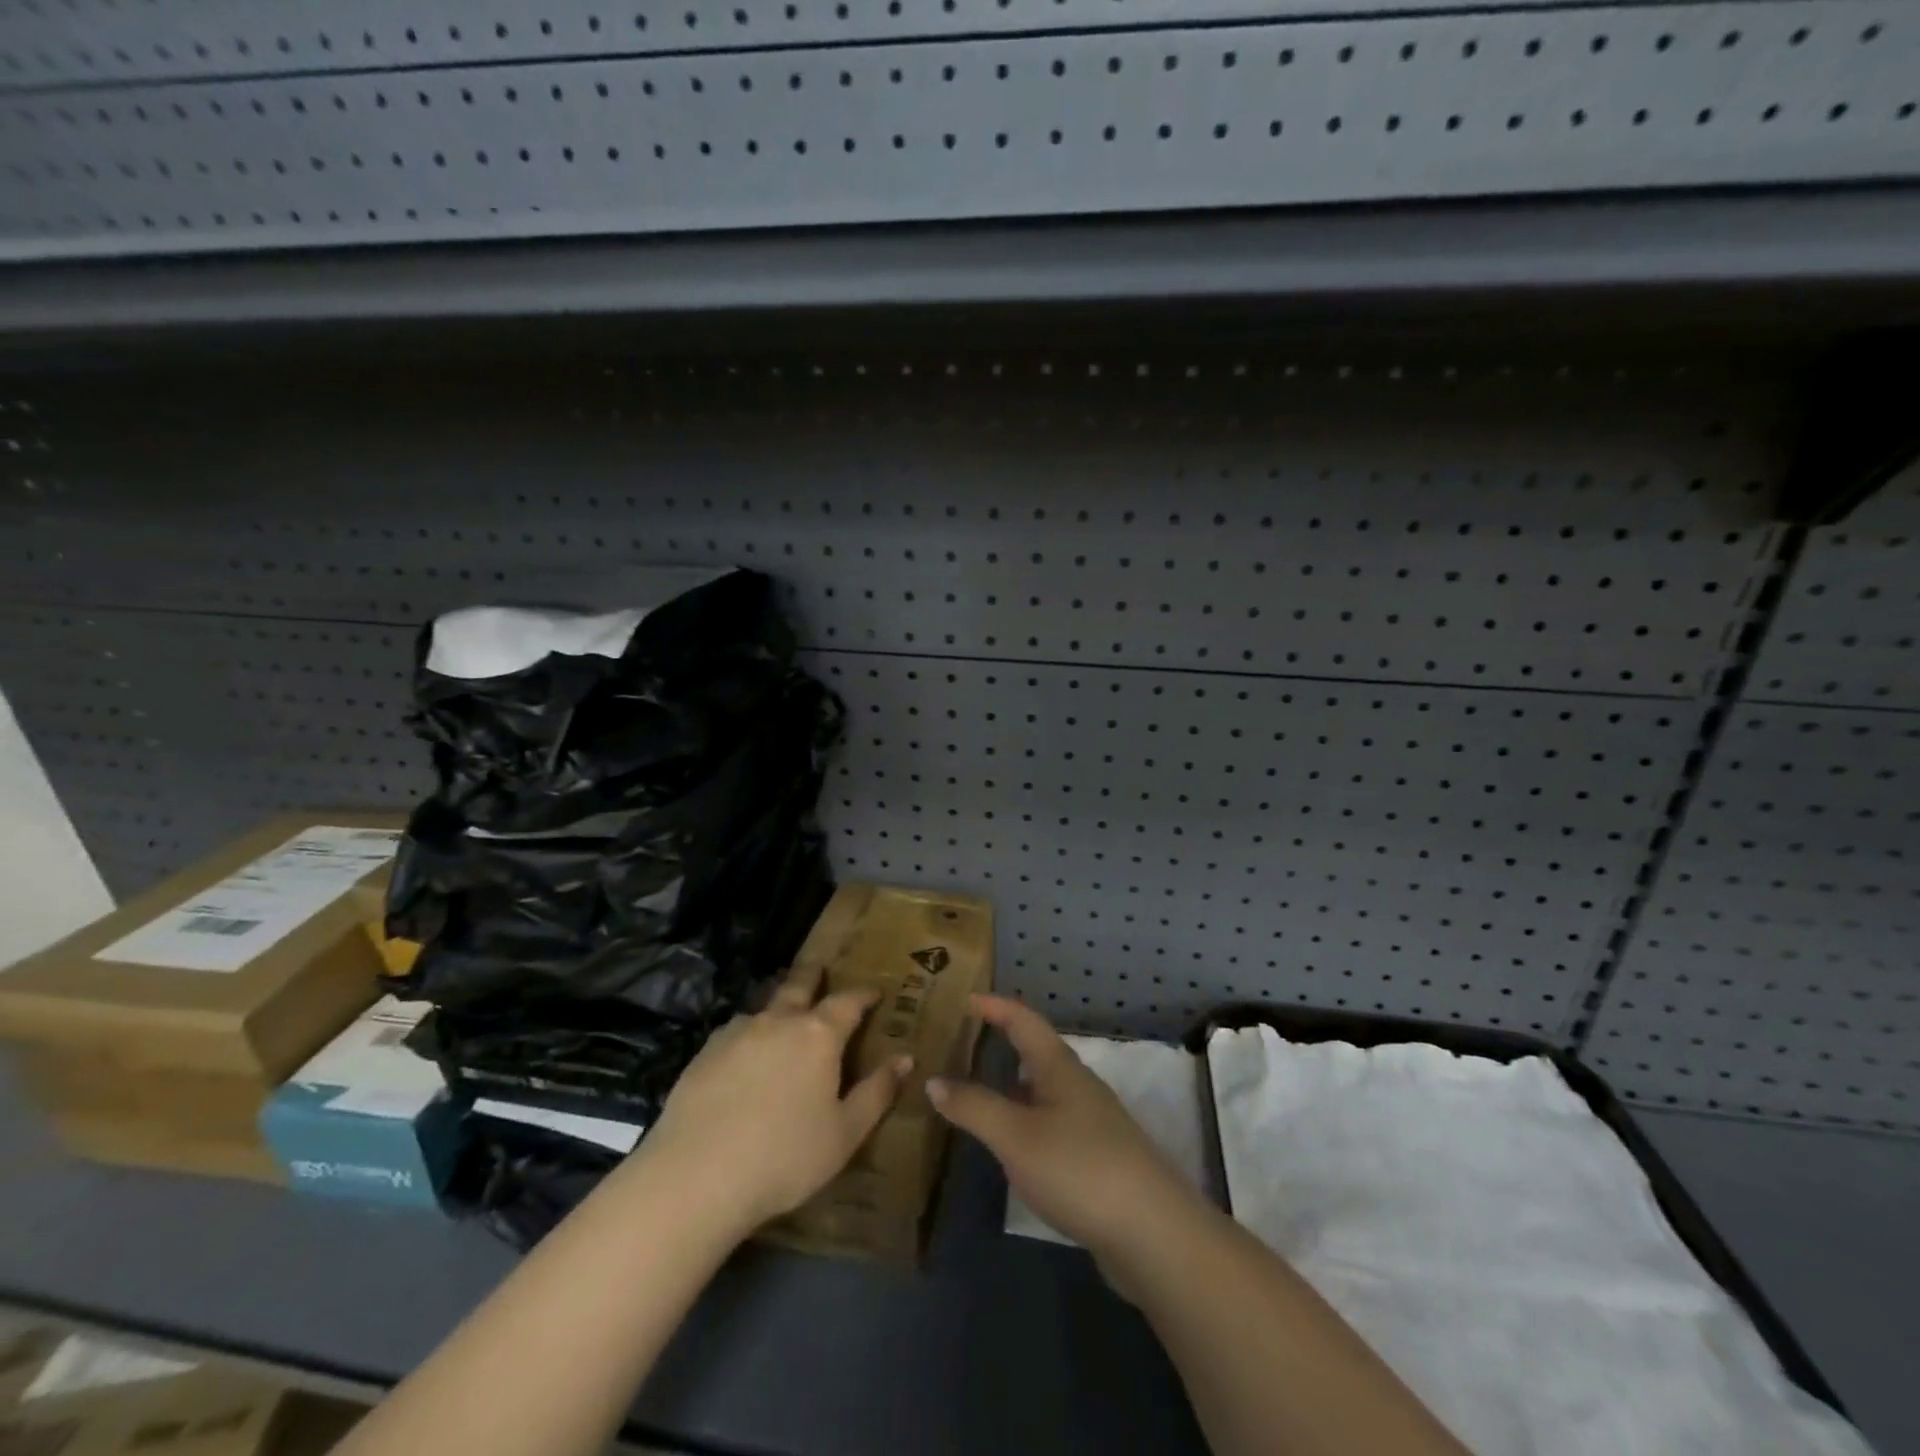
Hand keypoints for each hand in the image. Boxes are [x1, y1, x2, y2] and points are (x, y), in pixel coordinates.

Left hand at [634, 962, 910, 1233]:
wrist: (697, 1176)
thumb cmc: (785, 1156)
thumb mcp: (845, 1133)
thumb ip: (877, 1092)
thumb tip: (905, 1058)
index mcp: (818, 1035)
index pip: (848, 1002)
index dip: (863, 995)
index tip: (874, 993)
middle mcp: (779, 1021)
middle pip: (799, 985)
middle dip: (813, 975)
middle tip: (820, 968)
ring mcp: (737, 1033)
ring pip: (764, 1006)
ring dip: (778, 1003)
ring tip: (782, 1011)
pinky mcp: (705, 1053)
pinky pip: (735, 1031)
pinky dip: (749, 1032)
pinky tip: (744, 1052)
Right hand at [927, 995, 1197, 1284]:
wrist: (1152, 1233)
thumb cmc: (1078, 1168)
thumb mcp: (1015, 1136)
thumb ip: (974, 1107)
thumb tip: (934, 1080)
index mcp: (1059, 1067)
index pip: (1024, 1020)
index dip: (995, 1006)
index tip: (964, 998)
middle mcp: (1077, 1085)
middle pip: (1035, 1051)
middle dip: (1001, 1042)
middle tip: (960, 1044)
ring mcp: (1091, 1122)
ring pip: (1043, 1089)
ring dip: (1011, 1084)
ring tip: (975, 1090)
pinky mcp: (1097, 1157)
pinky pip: (1050, 1121)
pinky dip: (1024, 1118)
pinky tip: (1011, 1142)